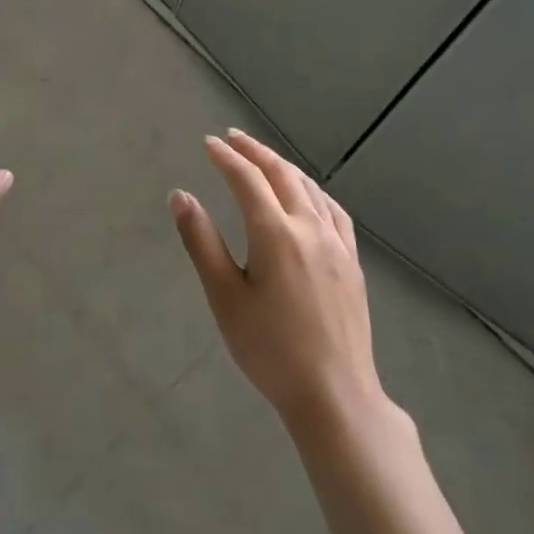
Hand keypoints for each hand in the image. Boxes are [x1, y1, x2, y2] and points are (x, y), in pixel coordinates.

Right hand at [170, 130, 391, 432]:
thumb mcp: (224, 296)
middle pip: (282, 174)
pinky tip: (309, 194)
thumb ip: (201, 241)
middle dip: (255, 152)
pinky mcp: (352, 263)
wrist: (334, 395)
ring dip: (284, 166)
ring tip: (264, 158)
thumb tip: (180, 195)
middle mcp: (310, 228)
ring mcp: (337, 245)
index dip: (226, 158)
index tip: (208, 143)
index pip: (247, 180)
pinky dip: (314, 190)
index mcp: (275, 234)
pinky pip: (333, 211)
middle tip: (233, 137)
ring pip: (310, 188)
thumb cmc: (269, 349)